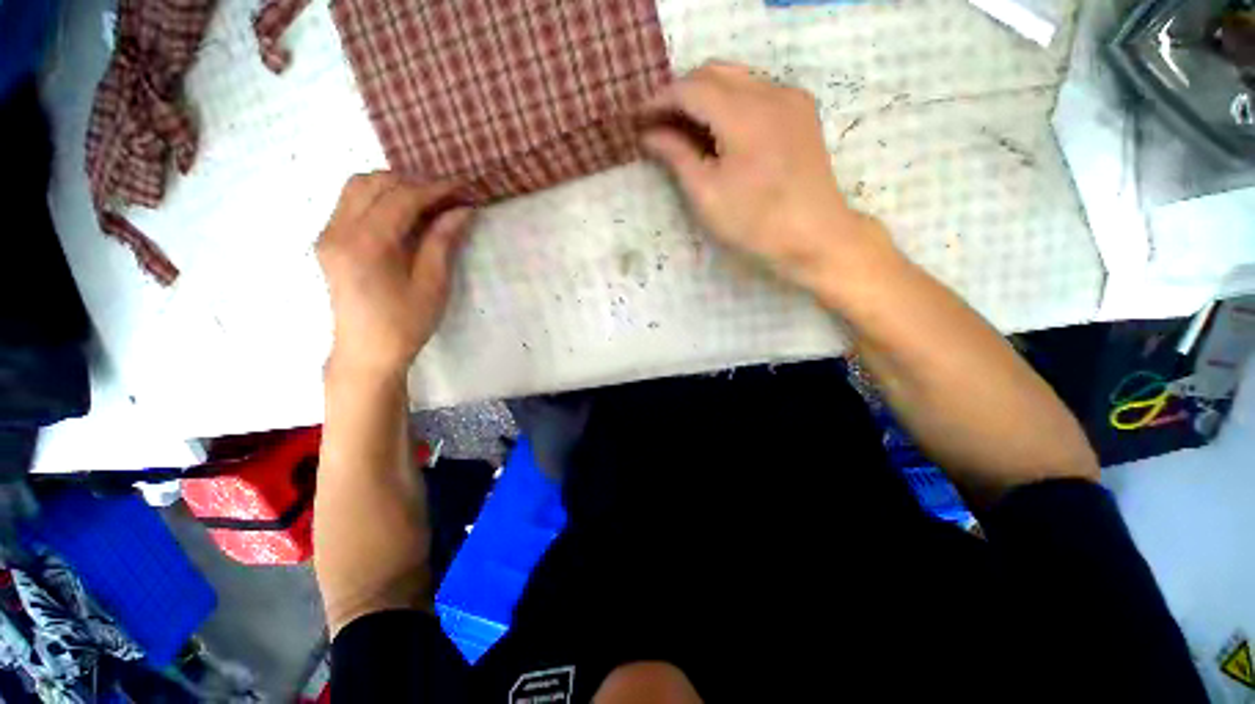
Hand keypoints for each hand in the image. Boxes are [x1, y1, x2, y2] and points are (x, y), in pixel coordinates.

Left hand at [317, 172, 473, 380]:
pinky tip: (403, 211)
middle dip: (414, 182)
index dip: (435, 189)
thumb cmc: (405, 323)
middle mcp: (338, 230)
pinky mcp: (329, 240)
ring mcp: (328, 233)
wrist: (366, 351)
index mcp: (365, 244)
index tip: (463, 188)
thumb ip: (442, 241)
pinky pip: (351, 202)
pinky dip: (379, 197)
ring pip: (358, 187)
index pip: (401, 198)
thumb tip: (463, 210)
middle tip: (448, 195)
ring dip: (394, 186)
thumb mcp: (432, 284)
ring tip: (428, 200)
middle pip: (374, 183)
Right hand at [640, 61, 893, 288]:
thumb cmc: (755, 223)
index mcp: (744, 114)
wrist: (815, 237)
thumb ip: (676, 156)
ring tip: (685, 128)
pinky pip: (757, 91)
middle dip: (681, 93)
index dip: (660, 101)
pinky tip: (720, 130)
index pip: (691, 89)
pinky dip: (730, 102)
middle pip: (714, 72)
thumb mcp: (707, 194)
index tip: (640, 120)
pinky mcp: (801, 111)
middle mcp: (770, 91)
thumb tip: (649, 134)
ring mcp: (791, 98)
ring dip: (705, 96)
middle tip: (660, 123)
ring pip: (736, 78)